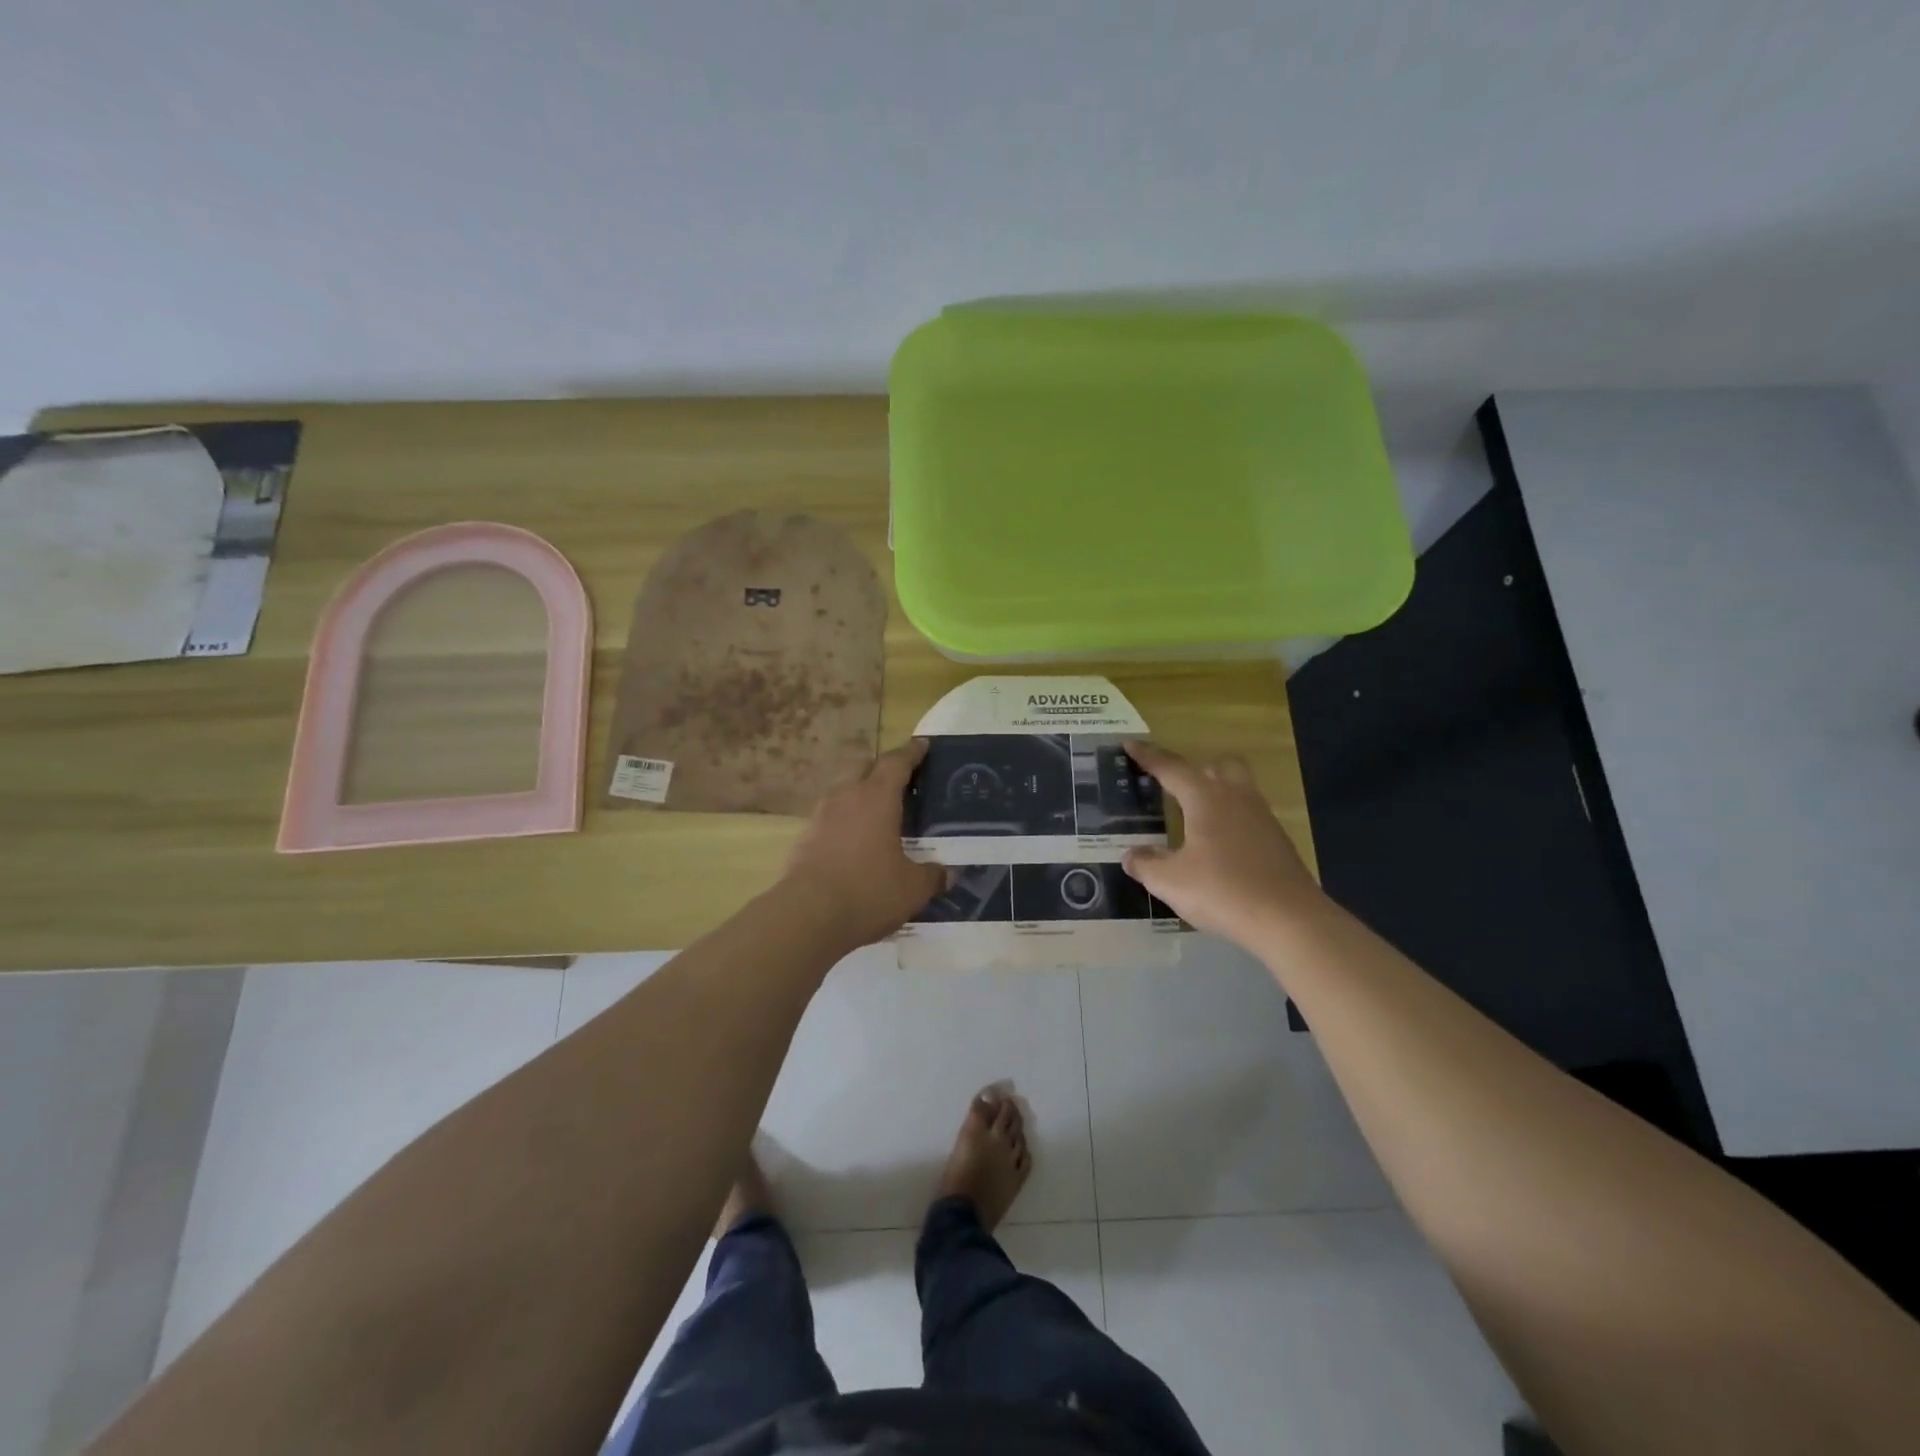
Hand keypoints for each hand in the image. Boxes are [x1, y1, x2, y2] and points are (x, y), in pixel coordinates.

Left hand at [782, 739, 945, 948]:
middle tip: (903, 780)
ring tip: (879, 811)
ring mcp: (821, 815)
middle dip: (884, 769)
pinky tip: (855, 840)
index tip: (923, 745)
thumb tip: (948, 873)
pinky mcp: (805, 837)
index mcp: (877, 797)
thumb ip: (933, 876)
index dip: (912, 752)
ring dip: (862, 793)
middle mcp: (847, 796)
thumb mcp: (913, 888)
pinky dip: (846, 819)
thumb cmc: (868, 892)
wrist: (807, 915)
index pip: (897, 762)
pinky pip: (831, 816)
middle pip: (866, 768)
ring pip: (844, 790)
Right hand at [1121, 742, 1321, 947]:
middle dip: (1193, 769)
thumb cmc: (1222, 891)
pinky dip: (1229, 820)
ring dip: (1214, 793)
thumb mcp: (1170, 881)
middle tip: (1172, 784)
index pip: (1171, 768)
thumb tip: (1131, 855)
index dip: (1148, 756)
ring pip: (1237, 788)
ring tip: (1193, 815)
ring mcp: (1262, 819)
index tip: (1129, 743)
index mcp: (1206, 798)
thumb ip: (1146, 864)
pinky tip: (1218, 846)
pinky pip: (1247, 816)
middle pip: (1216, 766)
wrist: (1290, 920)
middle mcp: (1236, 798)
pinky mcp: (1277, 842)